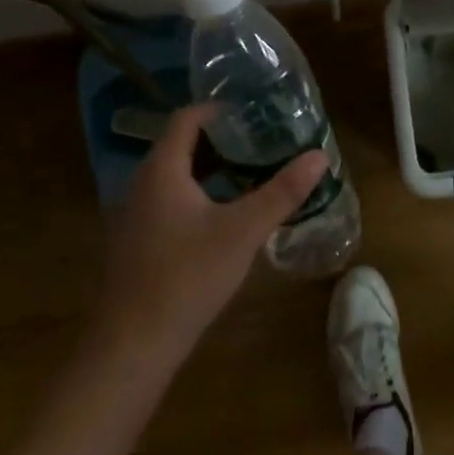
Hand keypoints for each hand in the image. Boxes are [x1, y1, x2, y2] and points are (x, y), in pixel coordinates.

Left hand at [100, 105, 328, 350]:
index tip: (254, 112)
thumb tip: (319, 155)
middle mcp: (142, 184)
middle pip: (181, 145)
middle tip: (263, 139)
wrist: (133, 345)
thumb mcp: (244, 231)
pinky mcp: (139, 242)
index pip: (186, 119)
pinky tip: (226, 214)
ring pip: (176, 175)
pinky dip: (199, 193)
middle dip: (221, 139)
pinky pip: (170, 200)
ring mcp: (136, 215)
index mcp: (162, 170)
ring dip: (211, 168)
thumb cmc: (188, 276)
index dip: (218, 109)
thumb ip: (282, 191)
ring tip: (252, 170)